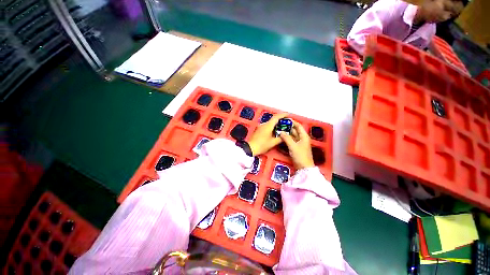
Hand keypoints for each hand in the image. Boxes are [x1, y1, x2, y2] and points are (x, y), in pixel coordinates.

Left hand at [248, 113, 287, 155]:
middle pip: (273, 119)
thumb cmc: (261, 145)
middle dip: (280, 120)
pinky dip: (272, 127)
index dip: (283, 115)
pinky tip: (275, 132)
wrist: (250, 148)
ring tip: (282, 128)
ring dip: (276, 124)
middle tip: (287, 122)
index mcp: (268, 125)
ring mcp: (261, 127)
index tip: (288, 115)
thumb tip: (286, 137)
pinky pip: (267, 126)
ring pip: (270, 123)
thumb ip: (280, 139)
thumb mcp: (273, 143)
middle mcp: (264, 124)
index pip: (276, 117)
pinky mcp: (259, 130)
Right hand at [280, 121, 314, 169]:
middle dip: (288, 127)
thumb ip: (286, 138)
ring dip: (287, 133)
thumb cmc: (300, 156)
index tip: (285, 120)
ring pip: (292, 136)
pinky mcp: (296, 148)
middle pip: (295, 130)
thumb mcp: (293, 146)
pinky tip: (281, 137)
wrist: (304, 168)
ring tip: (279, 130)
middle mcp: (302, 138)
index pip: (298, 126)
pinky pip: (291, 141)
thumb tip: (280, 132)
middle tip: (280, 125)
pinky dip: (286, 138)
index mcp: (304, 136)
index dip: (292, 122)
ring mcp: (299, 143)